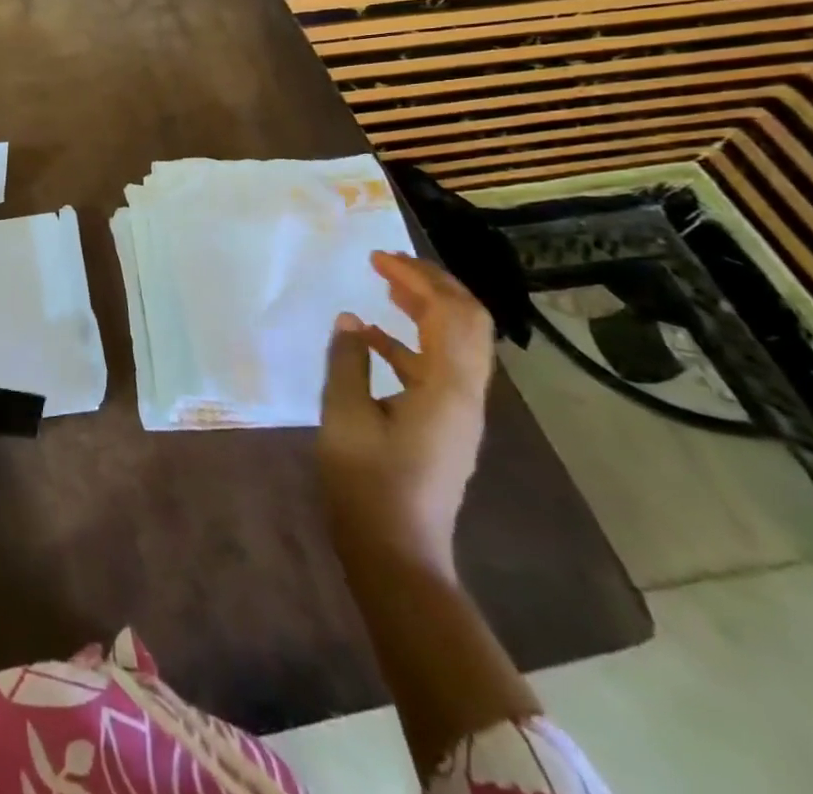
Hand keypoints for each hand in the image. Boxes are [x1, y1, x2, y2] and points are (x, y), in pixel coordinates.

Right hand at [319, 251, 495, 573]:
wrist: (397, 553)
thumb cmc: (367, 483)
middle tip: (388, 264)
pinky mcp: (446, 425)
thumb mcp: (344, 415)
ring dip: (427, 310)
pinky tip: (373, 339)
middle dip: (431, 286)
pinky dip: (413, 342)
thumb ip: (347, 361)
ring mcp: (460, 412)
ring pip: (458, 344)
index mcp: (447, 388)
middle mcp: (466, 395)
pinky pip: (439, 367)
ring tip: (386, 288)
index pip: (450, 313)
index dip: (418, 278)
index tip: (377, 258)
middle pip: (468, 323)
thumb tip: (349, 321)